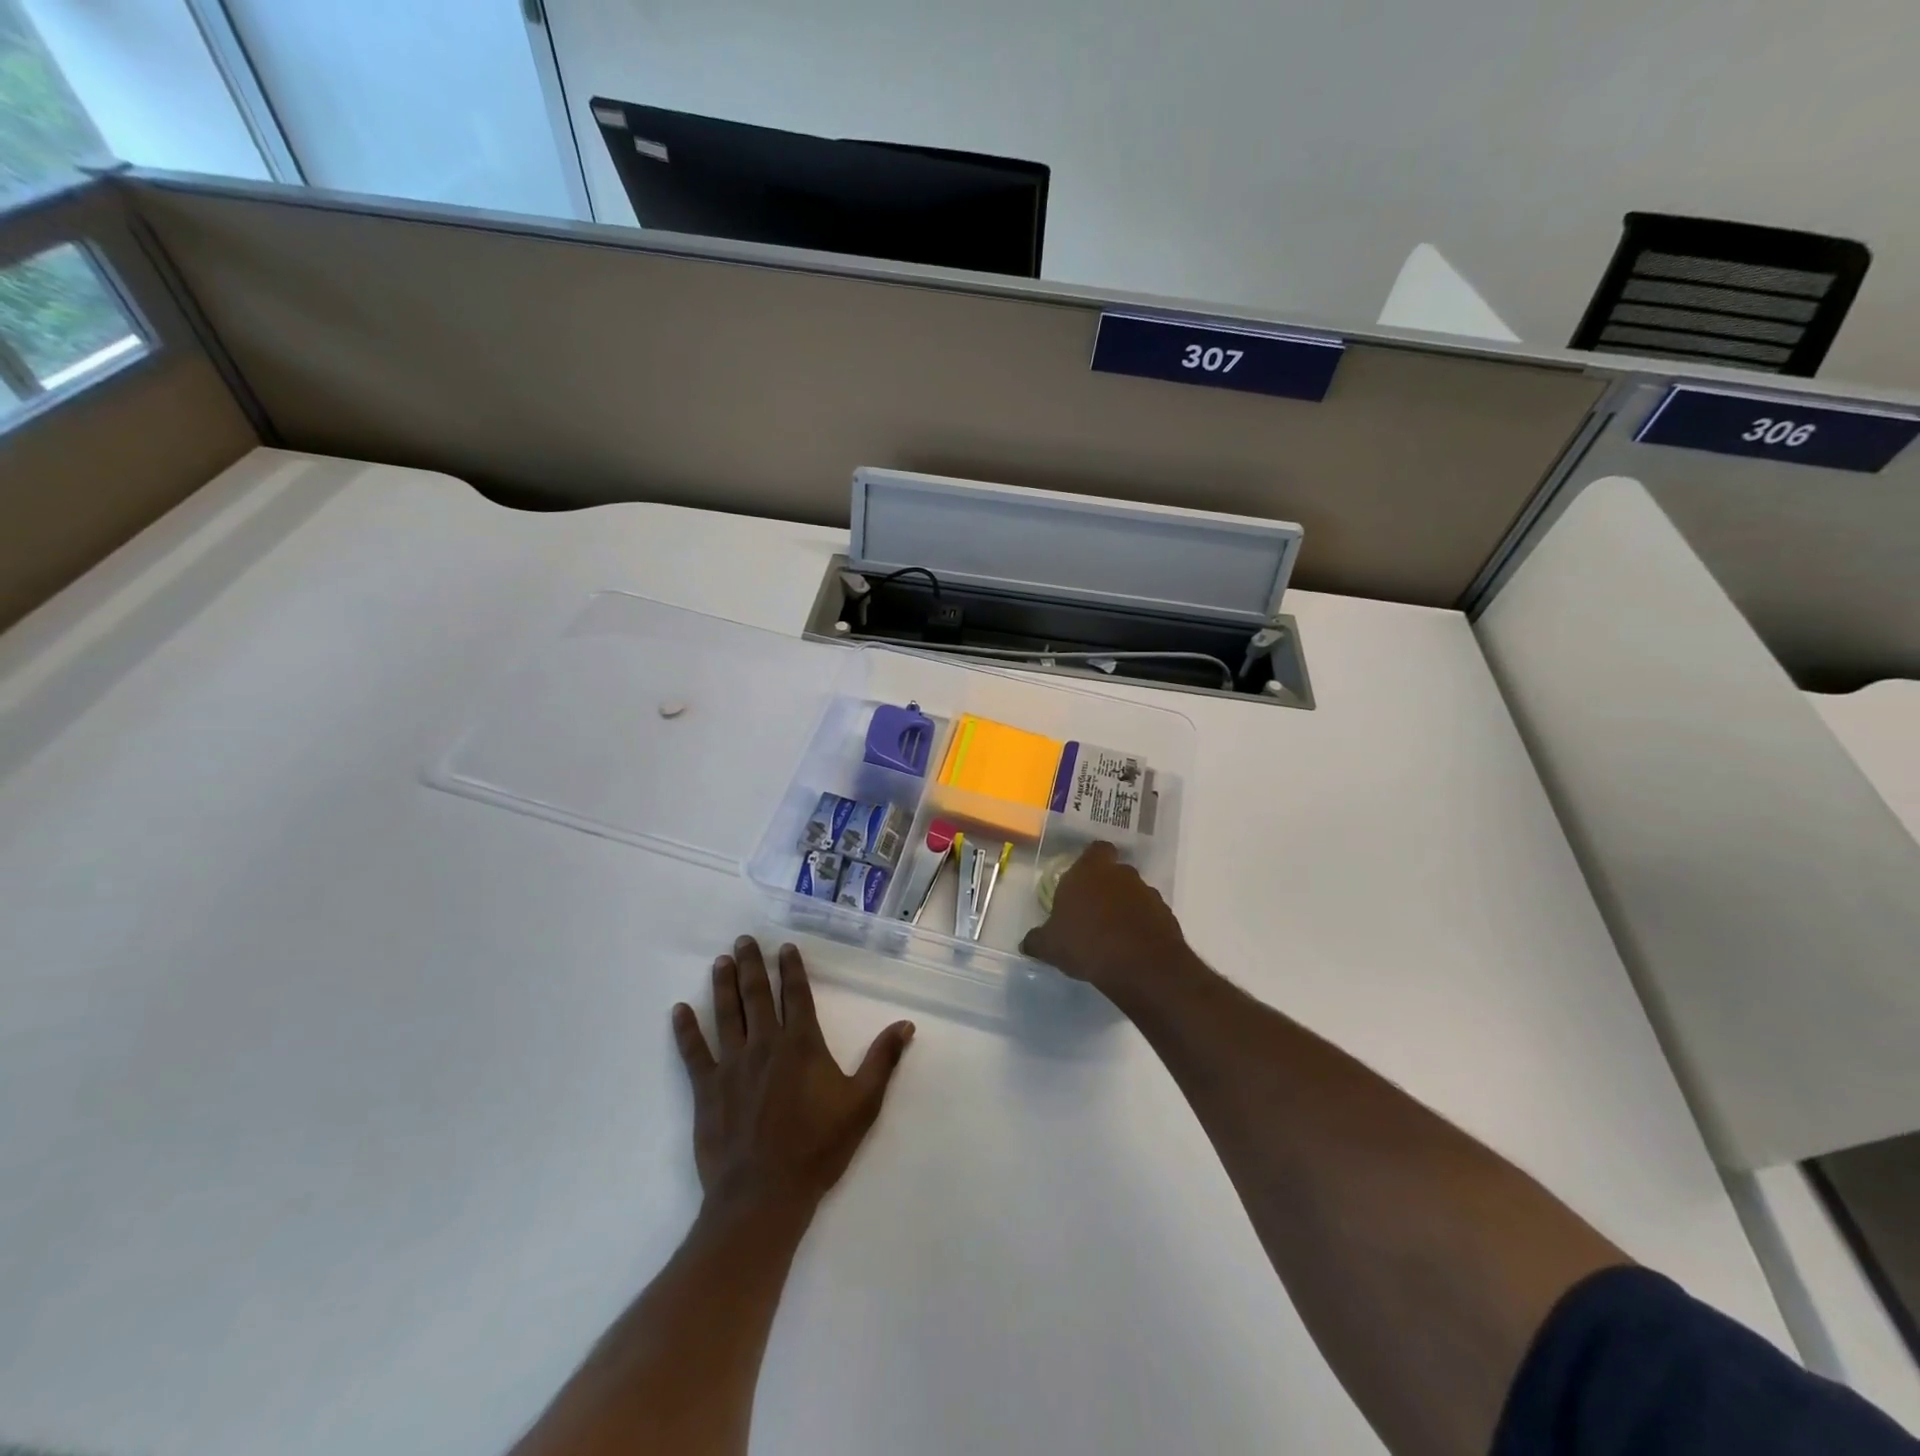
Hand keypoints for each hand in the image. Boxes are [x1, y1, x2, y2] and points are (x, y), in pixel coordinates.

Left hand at [672, 937, 913, 1217]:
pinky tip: (679, 1010)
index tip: (784, 947)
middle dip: (751, 965)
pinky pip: (694, 1052)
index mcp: (801, 1044)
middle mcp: (765, 1044)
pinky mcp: (707, 1089)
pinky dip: (686, 1029)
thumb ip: (883, 1060)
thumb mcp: (863, 1104)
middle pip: (757, 995)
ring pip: (727, 1014)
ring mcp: (732, 1065)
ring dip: (723, 985)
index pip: (796, 995)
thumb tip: (906, 1024)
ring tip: (720, 961)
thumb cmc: (818, 1147)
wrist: (764, 1195)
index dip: (792, 969)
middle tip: (743, 940)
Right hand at [1020, 842, 1200, 1004]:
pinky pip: (1149, 916)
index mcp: (1089, 871)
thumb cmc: (1087, 944)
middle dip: (1105, 888)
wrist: (1141, 966)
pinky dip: (1141, 926)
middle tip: (1092, 912)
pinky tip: (1130, 948)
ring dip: (1125, 908)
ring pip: (1134, 894)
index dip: (1090, 862)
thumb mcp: (1050, 946)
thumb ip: (1037, 940)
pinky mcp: (1167, 916)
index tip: (1082, 881)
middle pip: (1114, 872)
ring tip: (1111, 936)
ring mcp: (1148, 893)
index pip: (1095, 850)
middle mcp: (1121, 874)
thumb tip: (1028, 943)